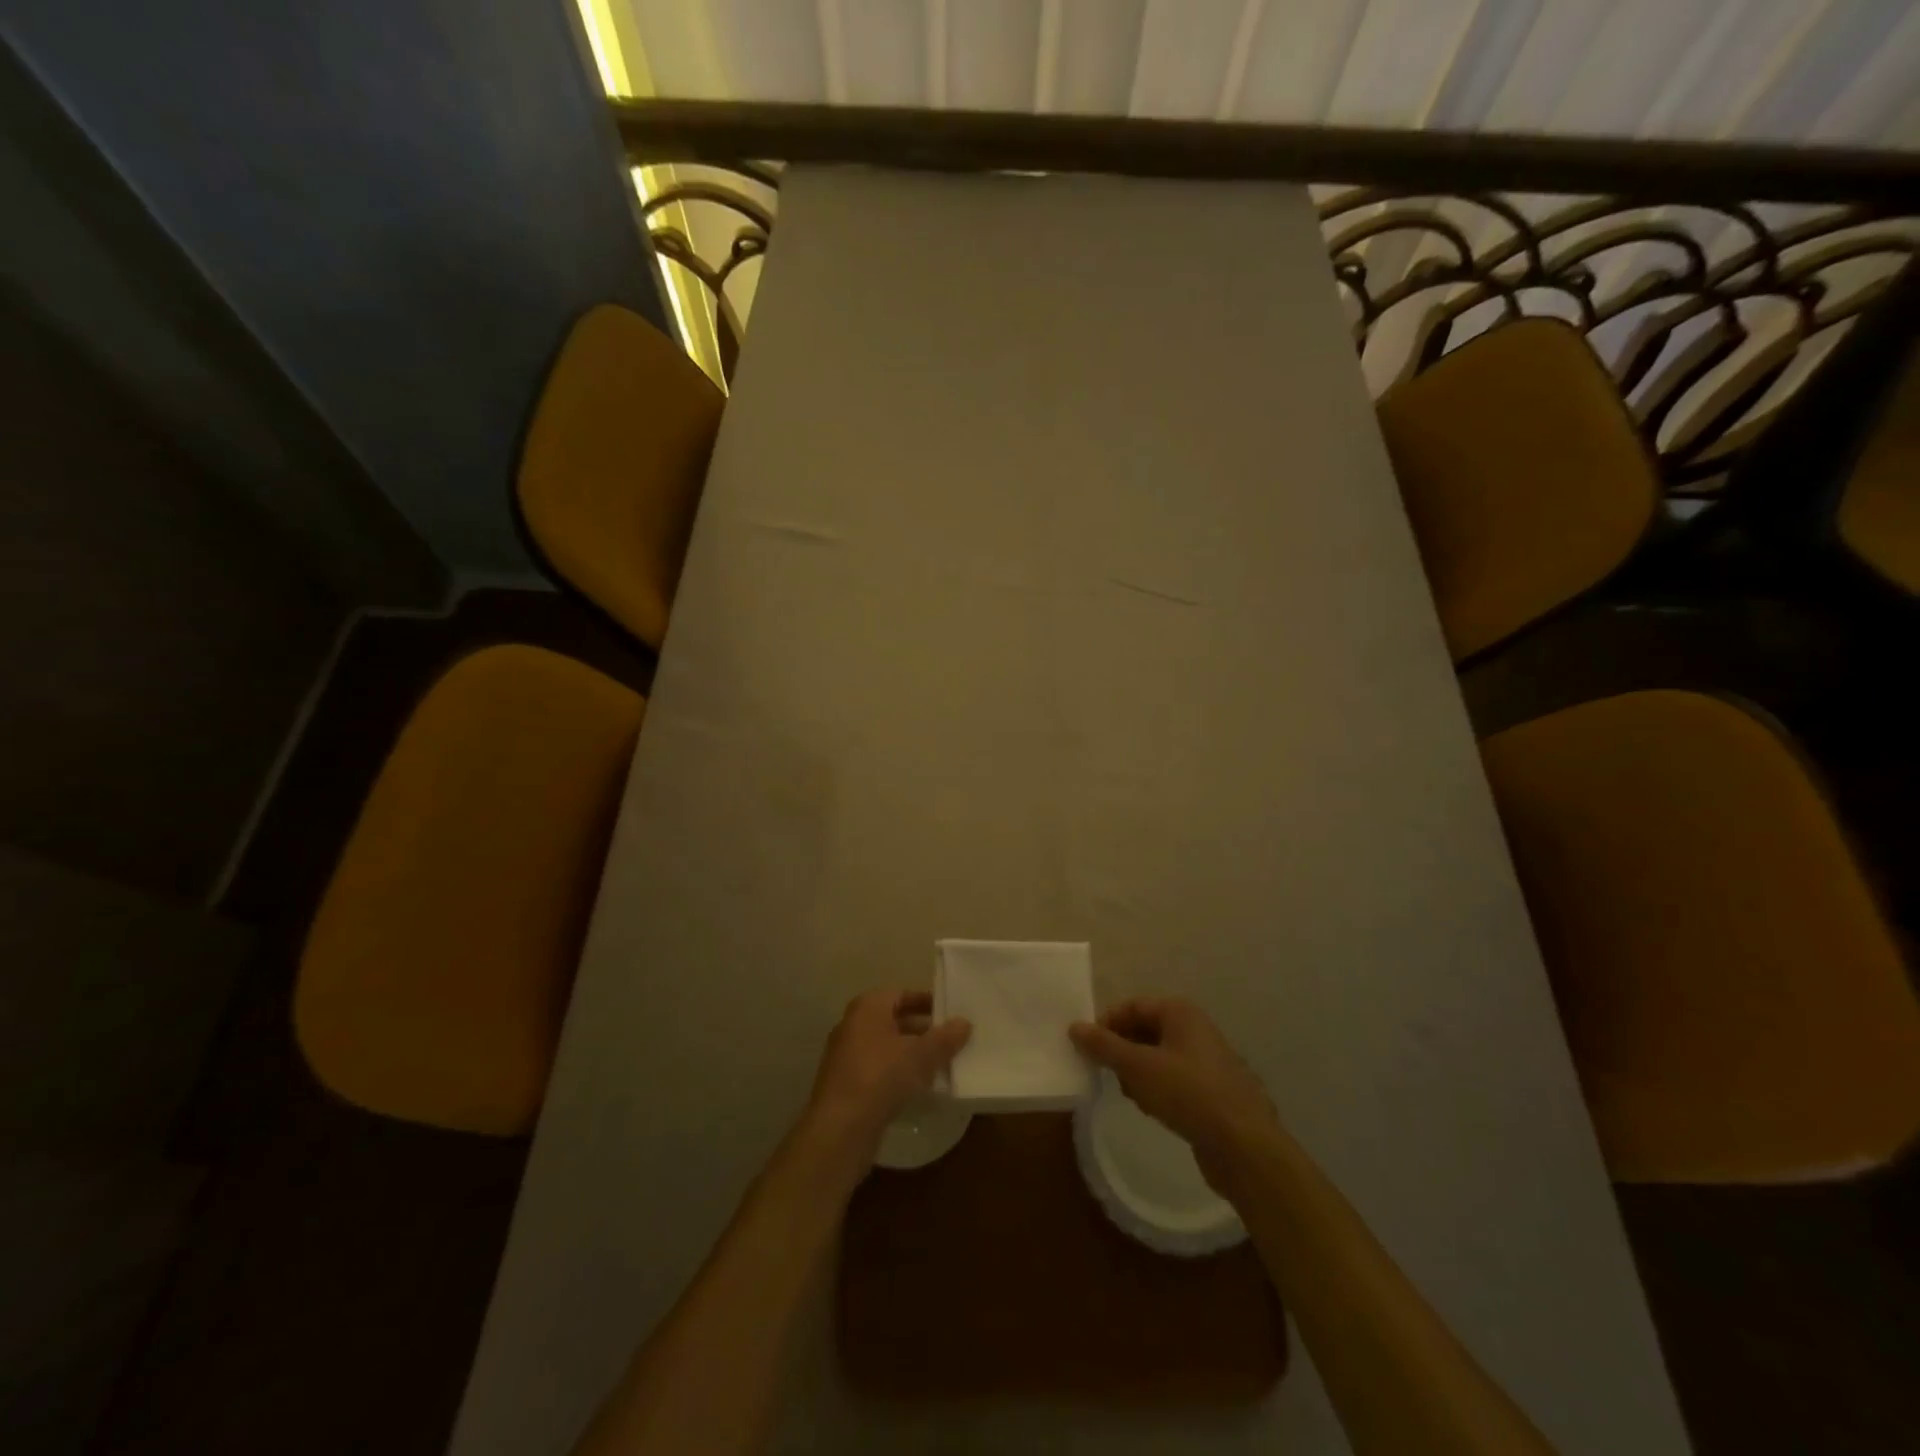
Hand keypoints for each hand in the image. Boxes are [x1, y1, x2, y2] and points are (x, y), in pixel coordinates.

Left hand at [804, 990, 970, 1161]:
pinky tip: (920, 1088)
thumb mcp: (920, 1056)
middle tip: (951, 1039)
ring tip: (942, 1064)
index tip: (950, 1012)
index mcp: (867, 1007)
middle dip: (923, 1029)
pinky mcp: (847, 1084)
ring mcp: (847, 1055)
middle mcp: (853, 1025)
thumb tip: (965, 1022)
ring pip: (887, 1047)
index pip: (901, 994)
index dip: (926, 1001)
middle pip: (894, 1020)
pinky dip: (899, 1072)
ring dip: (912, 1053)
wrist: (840, 1128)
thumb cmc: (880, 1077)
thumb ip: (944, 1038)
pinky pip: (879, 1068)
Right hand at [1070, 998, 1279, 1192]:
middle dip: (1122, 1051)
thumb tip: (1074, 1027)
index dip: (1106, 1024)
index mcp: (1181, 1013)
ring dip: (1138, 1073)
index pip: (1132, 1005)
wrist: (1245, 1147)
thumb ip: (1104, 1046)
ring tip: (1132, 1096)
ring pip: (1158, 1057)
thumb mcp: (1138, 1067)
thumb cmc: (1188, 1094)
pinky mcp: (1212, 1091)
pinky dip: (1157, 1089)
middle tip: (1106, 1075)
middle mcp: (1196, 1029)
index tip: (1087, 1049)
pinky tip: (1153, 1110)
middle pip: (1144, 1030)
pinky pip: (1174, 1080)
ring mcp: (1207, 1060)